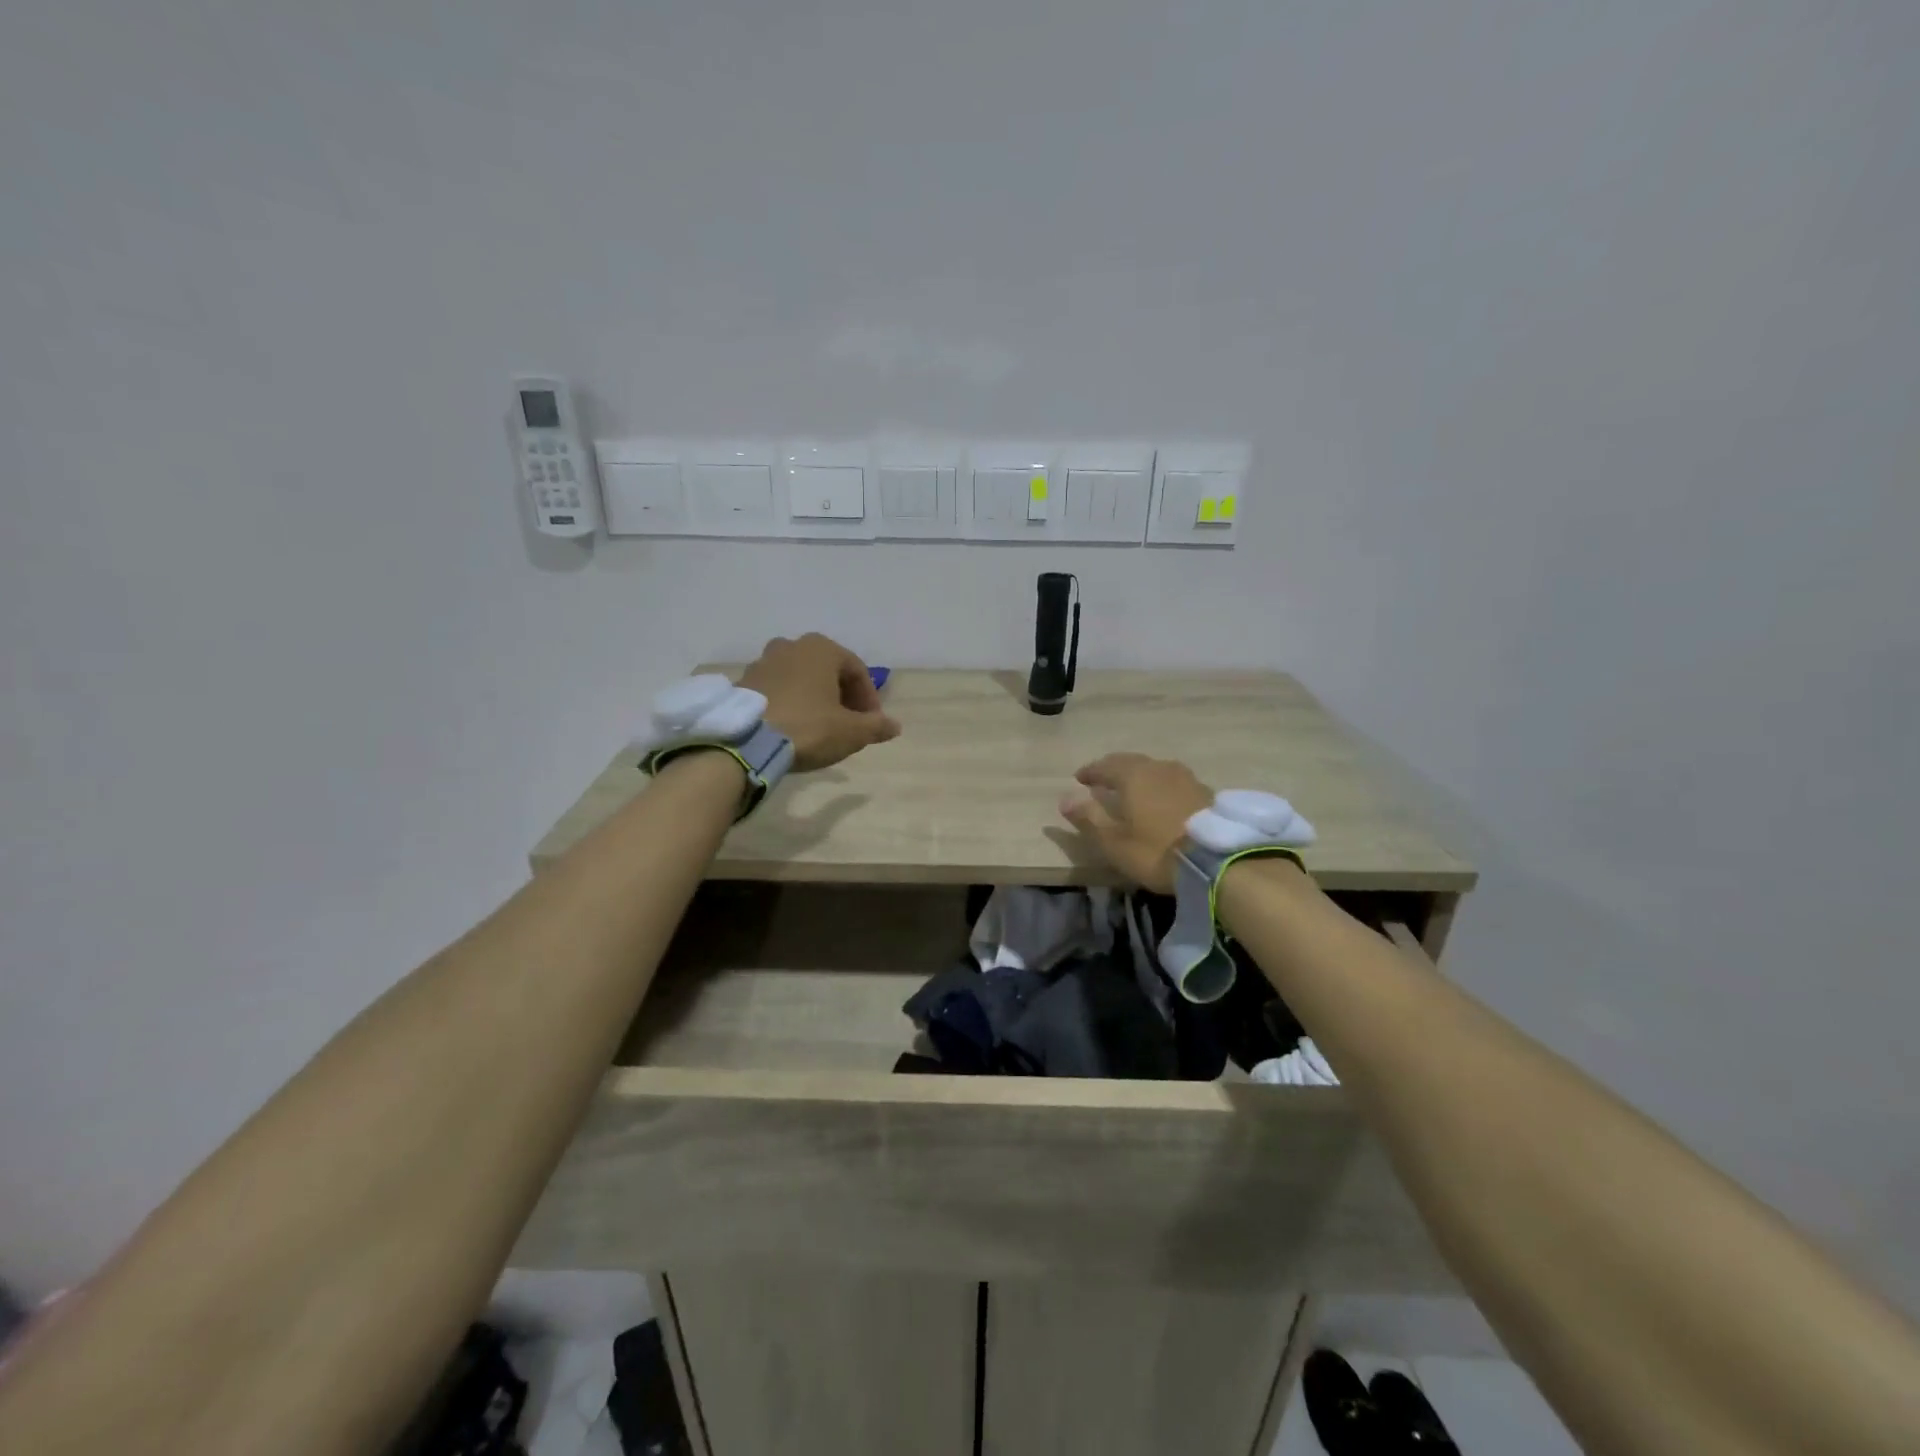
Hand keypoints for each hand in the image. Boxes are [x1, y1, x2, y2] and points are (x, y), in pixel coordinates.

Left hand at [740, 633, 900, 771]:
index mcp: (821, 648)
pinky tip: (792, 727)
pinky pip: (776, 690)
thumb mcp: (851, 732)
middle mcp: (791, 646)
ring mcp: (763, 662)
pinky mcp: (743, 683)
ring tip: (820, 726)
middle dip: (841, 696)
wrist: (746, 741)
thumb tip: (894, 726)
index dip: (869, 699)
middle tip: (848, 724)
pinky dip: (790, 703)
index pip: (857, 670)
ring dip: (814, 698)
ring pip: (800, 679)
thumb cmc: (808, 727)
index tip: (872, 724)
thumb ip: (876, 726)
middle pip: (827, 671)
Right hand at [1058, 753, 1212, 892]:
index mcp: (1133, 775)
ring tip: (1132, 788)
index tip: (1079, 778)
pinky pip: (1173, 782)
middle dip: (1114, 769)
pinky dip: (1160, 786)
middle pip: (1131, 762)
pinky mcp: (1205, 792)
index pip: (1105, 765)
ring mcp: (1186, 777)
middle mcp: (1158, 768)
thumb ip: (1089, 817)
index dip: (1090, 772)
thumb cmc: (1156, 850)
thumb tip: (1065, 798)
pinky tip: (1161, 799)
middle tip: (1103, 779)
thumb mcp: (1114, 841)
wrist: (1217, 860)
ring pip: (1155, 770)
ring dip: (1140, 776)